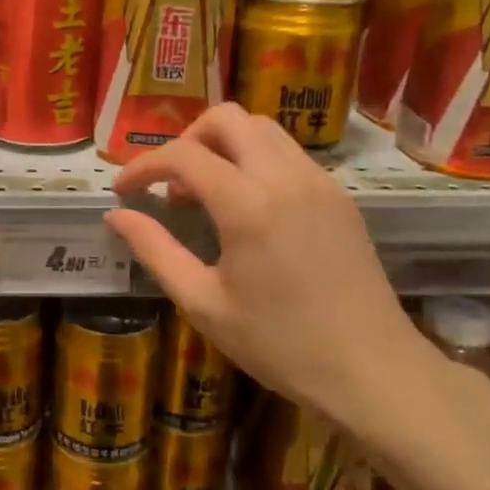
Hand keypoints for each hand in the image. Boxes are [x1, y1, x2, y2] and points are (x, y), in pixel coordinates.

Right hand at [105, 104, 476, 459]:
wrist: (373, 371)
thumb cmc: (279, 344)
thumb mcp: (203, 303)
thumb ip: (155, 250)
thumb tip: (116, 216)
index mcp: (247, 205)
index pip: (183, 154)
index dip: (143, 166)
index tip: (123, 191)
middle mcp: (285, 177)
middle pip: (226, 118)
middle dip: (186, 140)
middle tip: (169, 184)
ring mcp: (319, 181)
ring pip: (261, 128)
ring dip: (222, 145)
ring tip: (204, 193)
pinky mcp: (338, 195)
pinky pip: (287, 152)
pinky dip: (253, 159)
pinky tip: (245, 206)